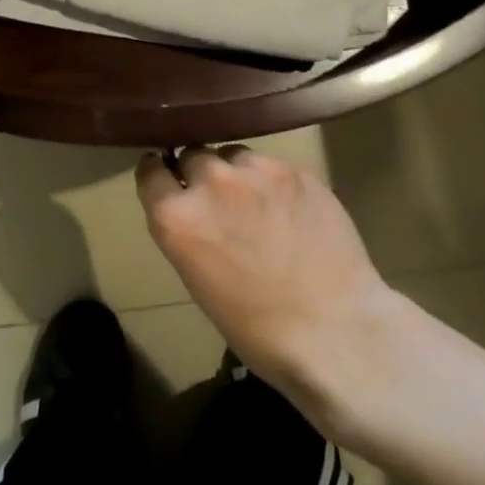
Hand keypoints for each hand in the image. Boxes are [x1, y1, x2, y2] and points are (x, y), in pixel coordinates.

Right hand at [136, 146, 408, 427]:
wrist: (334, 330)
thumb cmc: (257, 327)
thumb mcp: (197, 280)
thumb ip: (187, 231)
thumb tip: (193, 210)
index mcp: (176, 217)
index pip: (150, 171)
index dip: (158, 175)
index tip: (166, 179)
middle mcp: (210, 182)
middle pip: (192, 155)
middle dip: (200, 175)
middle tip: (219, 200)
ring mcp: (255, 170)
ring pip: (233, 155)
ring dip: (236, 173)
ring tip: (256, 201)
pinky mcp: (294, 169)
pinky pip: (271, 164)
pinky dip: (272, 181)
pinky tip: (289, 208)